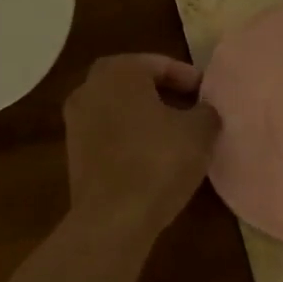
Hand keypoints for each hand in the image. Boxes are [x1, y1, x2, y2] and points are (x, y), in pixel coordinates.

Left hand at [64, 54, 219, 243]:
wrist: (113, 218)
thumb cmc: (158, 162)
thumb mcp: (200, 132)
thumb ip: (206, 111)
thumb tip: (203, 111)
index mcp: (118, 72)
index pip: (159, 64)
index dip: (188, 78)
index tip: (208, 95)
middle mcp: (88, 89)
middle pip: (135, 85)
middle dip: (164, 95)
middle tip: (192, 110)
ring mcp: (76, 123)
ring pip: (120, 112)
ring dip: (146, 119)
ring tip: (177, 137)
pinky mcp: (74, 155)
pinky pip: (110, 137)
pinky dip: (131, 141)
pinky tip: (154, 160)